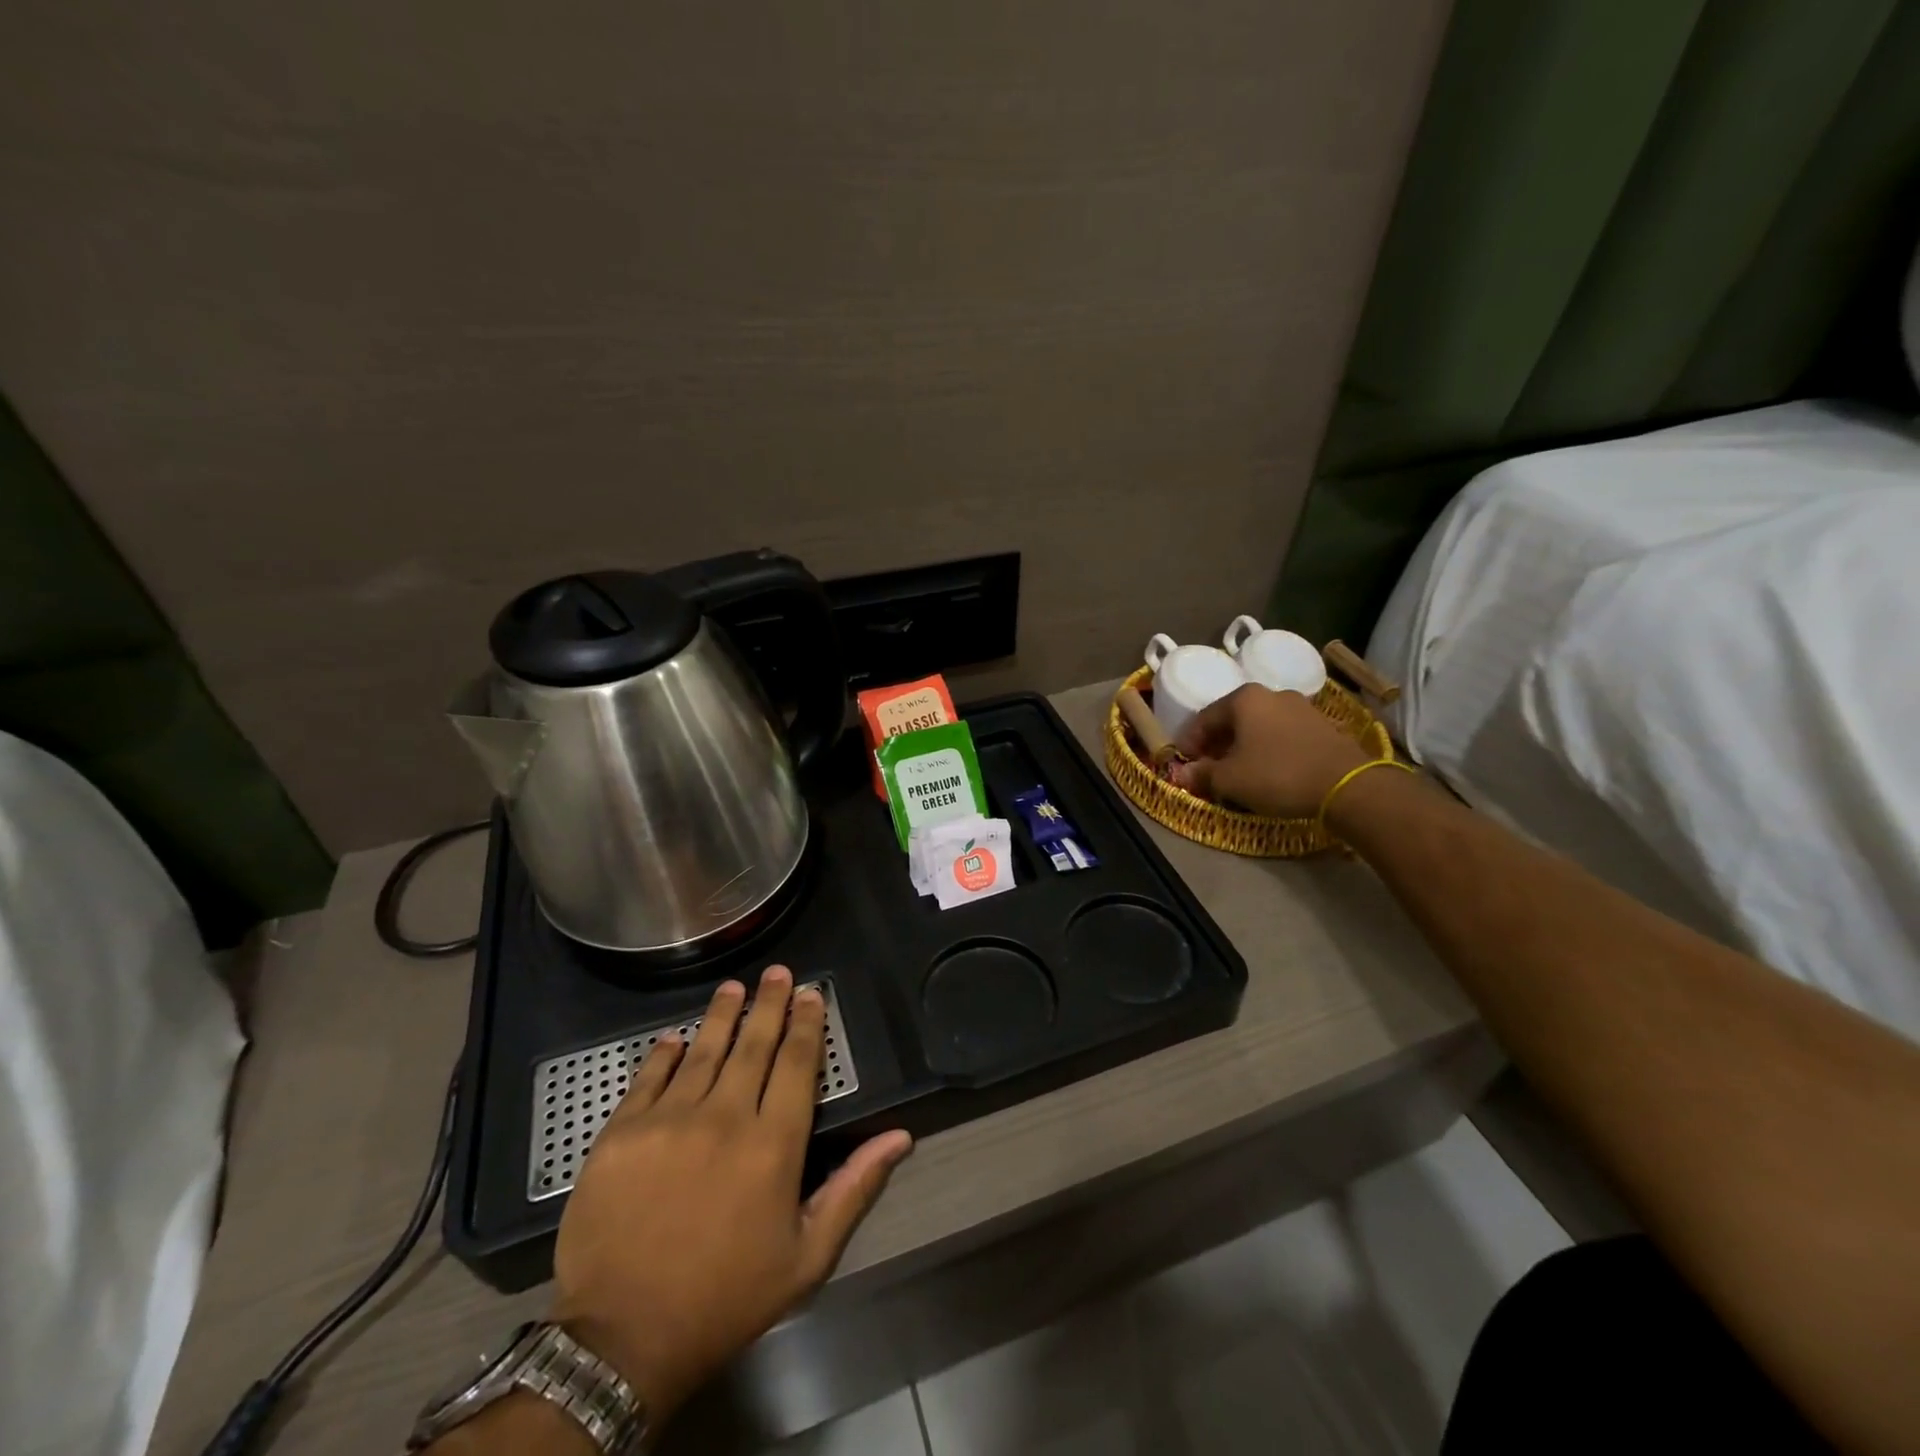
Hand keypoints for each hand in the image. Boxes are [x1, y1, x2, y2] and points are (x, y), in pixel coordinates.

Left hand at [548, 966, 912, 1423]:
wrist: (622, 1341)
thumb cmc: (726, 1298)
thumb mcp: (807, 1257)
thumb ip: (855, 1188)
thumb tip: (900, 1136)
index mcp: (774, 1144)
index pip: (797, 1064)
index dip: (806, 1024)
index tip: (810, 994)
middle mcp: (726, 1117)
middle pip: (754, 1045)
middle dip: (769, 1003)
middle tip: (776, 972)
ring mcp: (669, 1121)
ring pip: (704, 1051)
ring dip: (721, 1015)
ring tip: (733, 987)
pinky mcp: (622, 1133)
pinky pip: (649, 1077)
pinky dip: (665, 1053)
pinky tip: (675, 1037)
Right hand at [1168, 684, 1371, 817]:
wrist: (1347, 785)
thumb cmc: (1277, 775)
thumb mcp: (1230, 780)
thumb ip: (1202, 774)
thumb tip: (1183, 774)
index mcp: (1244, 699)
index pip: (1204, 718)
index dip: (1189, 742)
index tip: (1183, 763)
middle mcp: (1272, 694)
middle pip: (1233, 719)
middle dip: (1217, 743)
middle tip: (1208, 767)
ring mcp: (1301, 707)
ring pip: (1259, 726)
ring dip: (1243, 746)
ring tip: (1238, 771)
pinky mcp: (1322, 725)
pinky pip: (1282, 734)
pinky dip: (1268, 748)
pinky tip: (1268, 769)